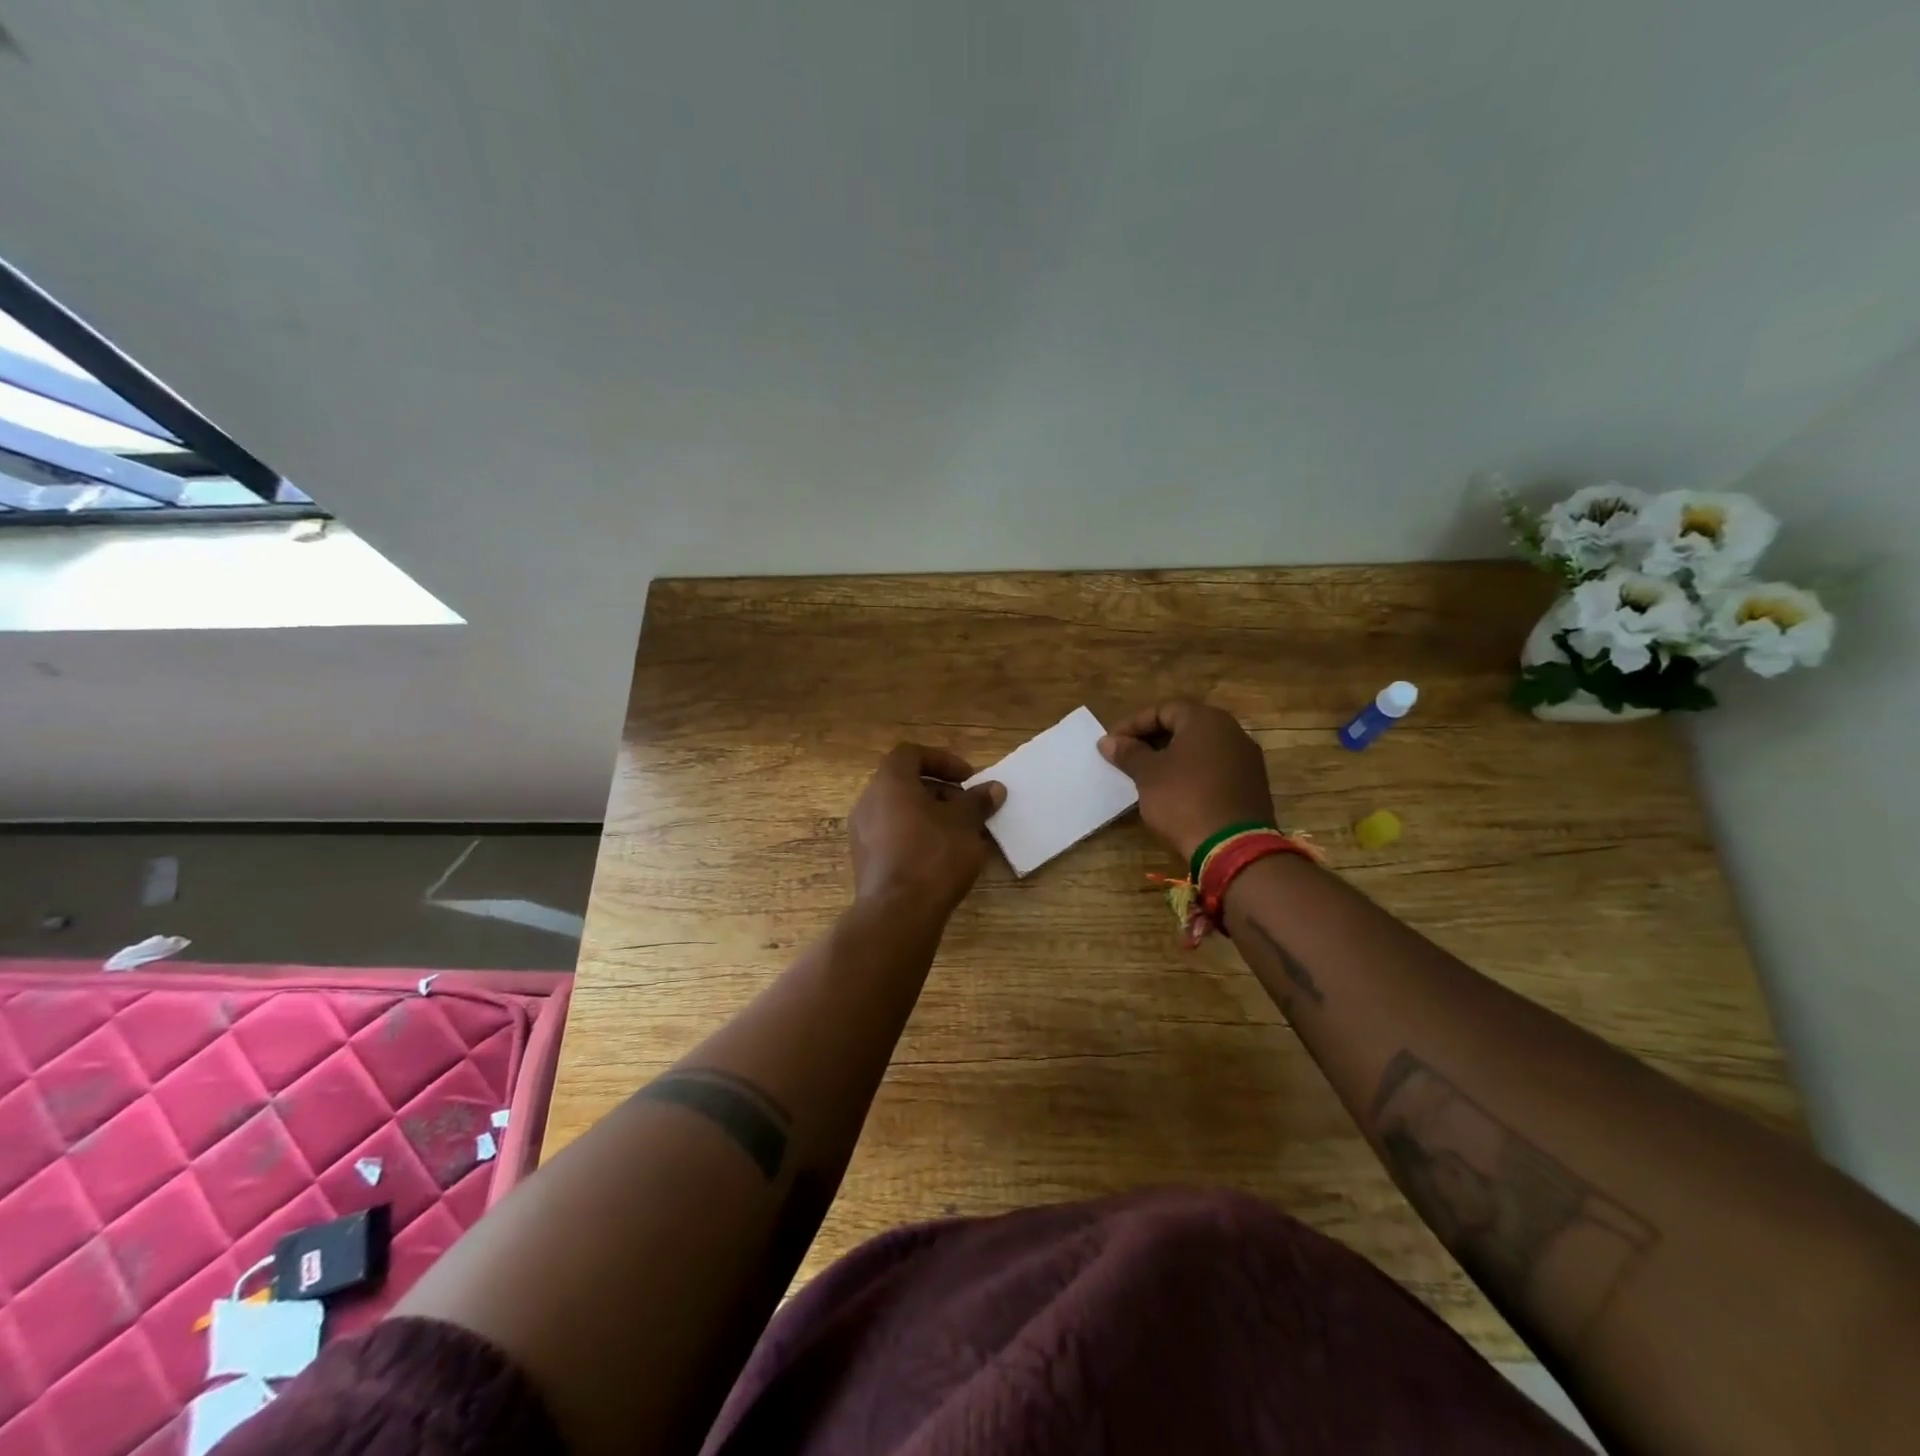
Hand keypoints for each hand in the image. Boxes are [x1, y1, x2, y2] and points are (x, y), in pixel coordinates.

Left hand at [849, 743, 1004, 916]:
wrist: (898, 913)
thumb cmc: (933, 855)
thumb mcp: (965, 824)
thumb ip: (978, 802)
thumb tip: (994, 789)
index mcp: (889, 782)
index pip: (912, 753)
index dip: (942, 761)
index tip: (968, 779)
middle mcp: (869, 801)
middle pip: (906, 783)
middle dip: (941, 792)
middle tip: (968, 808)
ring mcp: (862, 832)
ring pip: (900, 812)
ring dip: (931, 816)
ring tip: (961, 835)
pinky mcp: (865, 860)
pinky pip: (893, 836)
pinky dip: (917, 837)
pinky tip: (943, 858)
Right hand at [1099, 700, 1274, 862]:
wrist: (1233, 848)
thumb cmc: (1184, 800)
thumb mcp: (1147, 775)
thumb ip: (1128, 753)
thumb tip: (1108, 741)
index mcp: (1206, 720)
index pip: (1163, 709)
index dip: (1133, 724)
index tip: (1112, 743)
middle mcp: (1232, 731)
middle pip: (1184, 726)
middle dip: (1152, 739)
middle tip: (1127, 757)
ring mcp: (1246, 759)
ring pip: (1200, 748)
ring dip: (1172, 757)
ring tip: (1147, 775)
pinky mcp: (1252, 785)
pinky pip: (1215, 768)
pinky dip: (1192, 773)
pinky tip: (1175, 791)